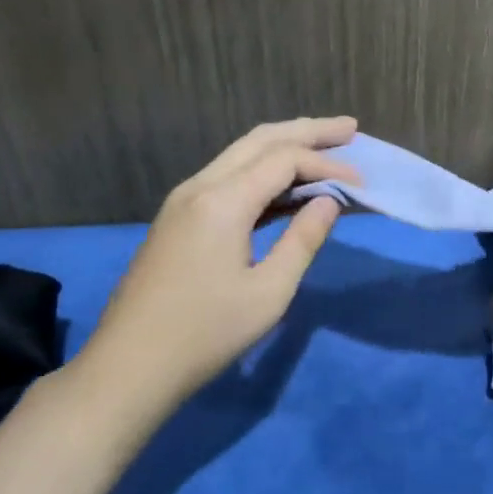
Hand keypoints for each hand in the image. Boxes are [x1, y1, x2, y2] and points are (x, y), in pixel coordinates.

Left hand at [68, 117, 359, 427]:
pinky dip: (263, 172)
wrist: (130, 366)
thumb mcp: (269, 292)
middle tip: (350, 127)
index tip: (362, 183)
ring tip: (325, 145)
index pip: (284, 160)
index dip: (327, 164)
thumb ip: (303, 240)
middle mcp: (199, 187)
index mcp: (222, 201)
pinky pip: (228, 178)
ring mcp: (184, 201)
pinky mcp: (179, 219)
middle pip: (260, 140)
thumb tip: (330, 201)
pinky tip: (287, 185)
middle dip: (307, 131)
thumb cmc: (206, 334)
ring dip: (284, 147)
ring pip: (240, 155)